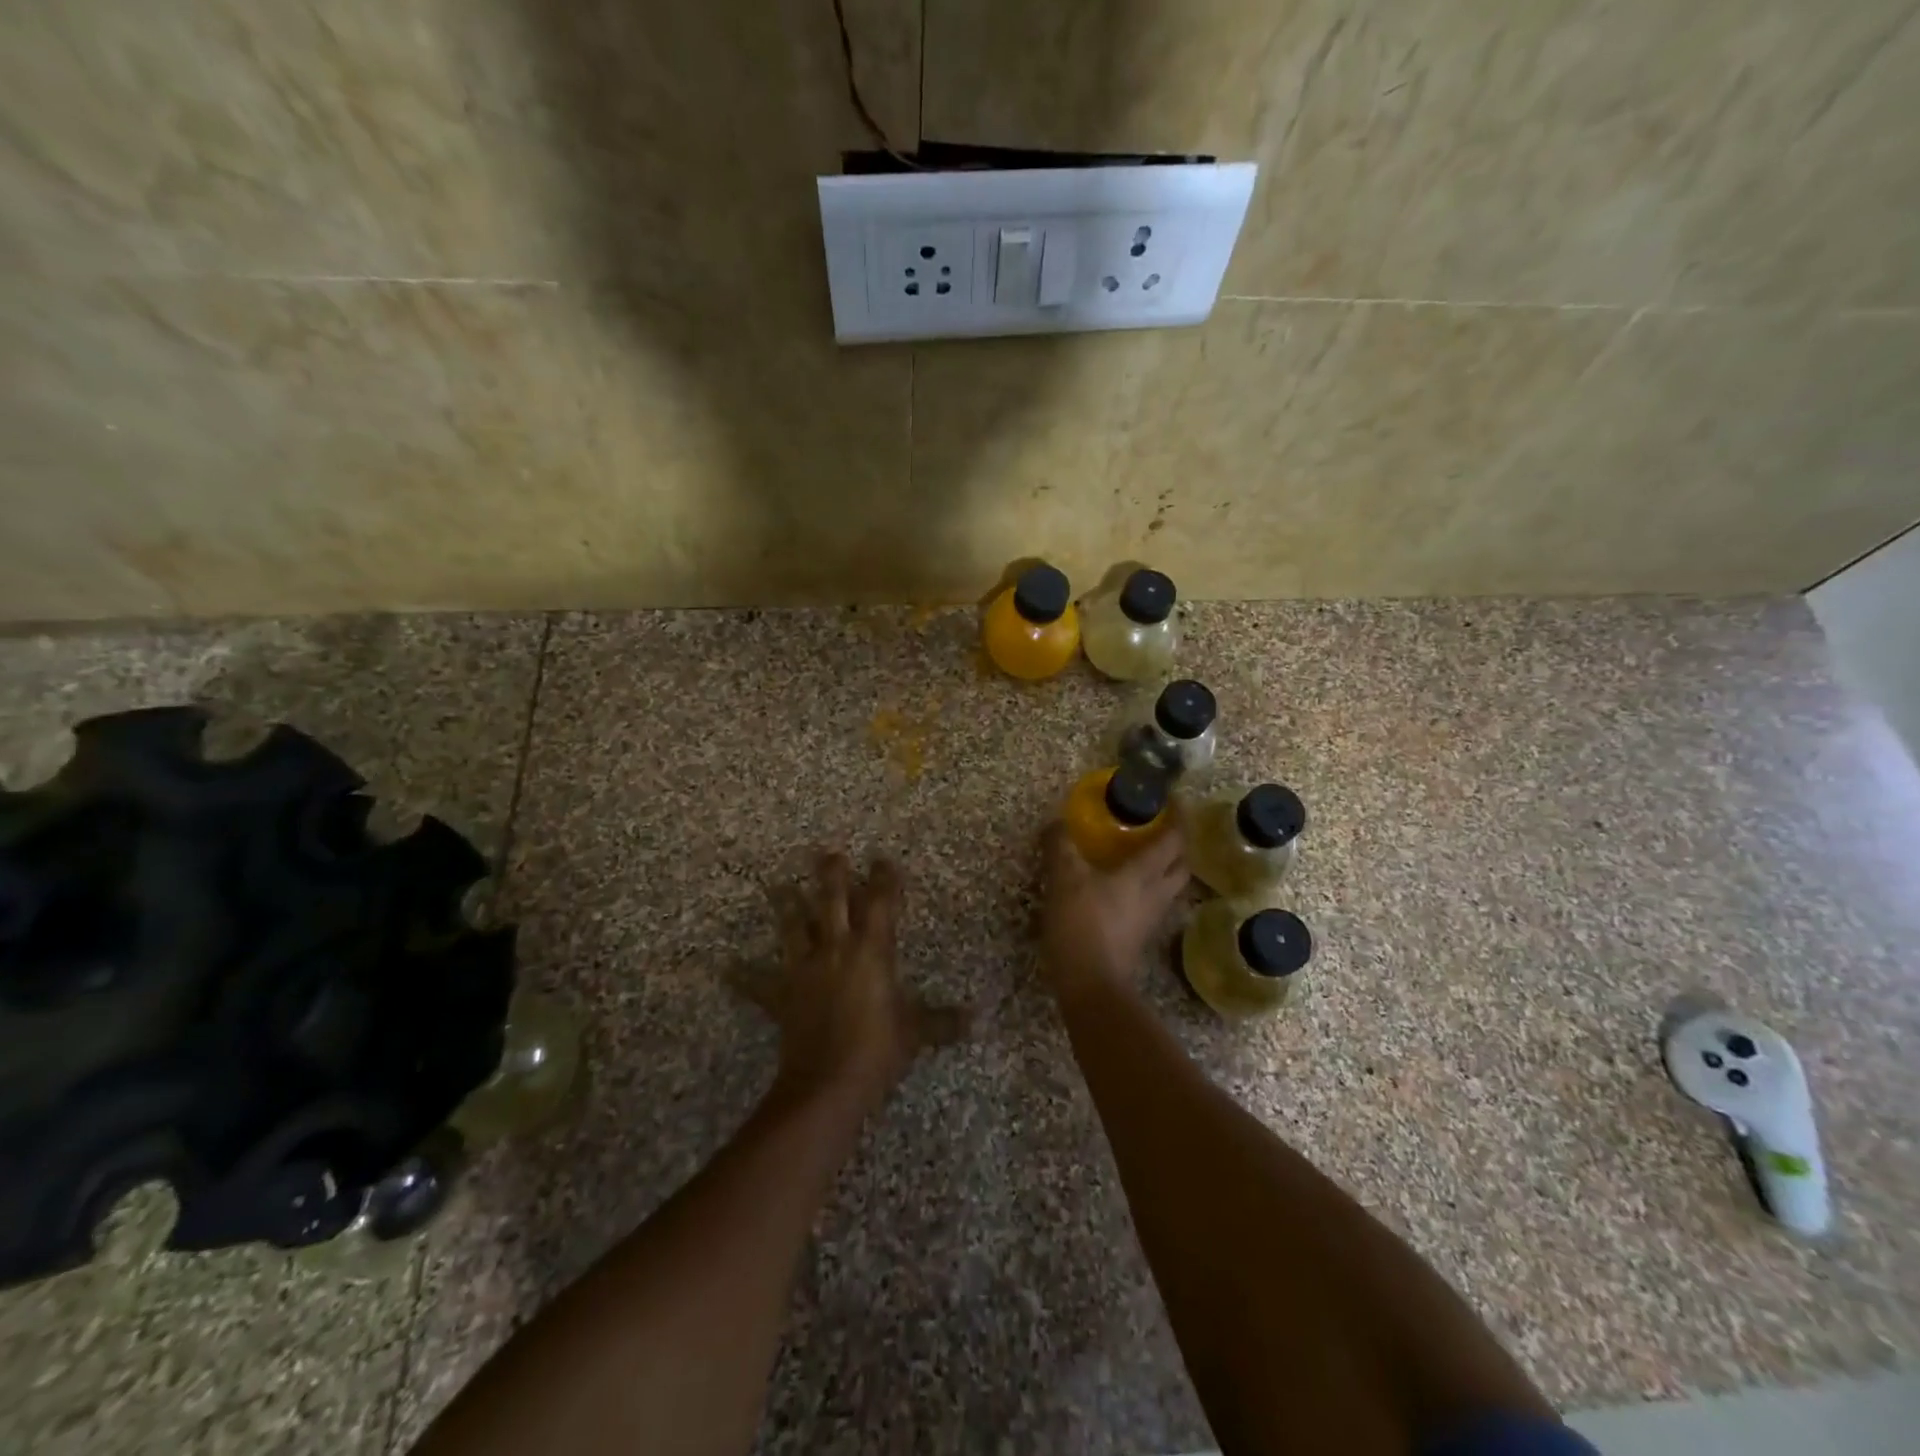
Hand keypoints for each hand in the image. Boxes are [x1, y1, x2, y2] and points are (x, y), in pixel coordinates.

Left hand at [741, 852, 968, 1111]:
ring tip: (777, 887)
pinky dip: (744, 976)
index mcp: (872, 951)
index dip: (884, 879)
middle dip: (832, 875)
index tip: (883, 859)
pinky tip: (726, 968)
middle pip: (832, 902)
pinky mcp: (782, 996)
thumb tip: (974, 1020)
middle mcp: (836, 949)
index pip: (881, 904)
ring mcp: (805, 970)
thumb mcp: (915, 1033)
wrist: (828, 1082)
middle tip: (827, 853)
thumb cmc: (878, 1049)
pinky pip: (758, 985)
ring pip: (794, 928)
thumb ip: (942, 1022)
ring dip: (786, 906)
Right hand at [1039, 821, 1188, 1003]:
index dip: (1179, 817)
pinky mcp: (1139, 937)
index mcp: (1143, 874)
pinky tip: (1126, 889)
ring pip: (1170, 887)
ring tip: (1145, 855)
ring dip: (1166, 868)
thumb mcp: (1064, 879)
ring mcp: (1151, 919)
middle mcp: (1156, 894)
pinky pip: (1154, 904)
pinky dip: (1148, 889)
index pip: (1174, 840)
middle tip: (1163, 827)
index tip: (1174, 799)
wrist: (1090, 984)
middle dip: (1179, 844)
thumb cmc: (1082, 924)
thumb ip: (1061, 847)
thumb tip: (1056, 822)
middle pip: (1182, 865)